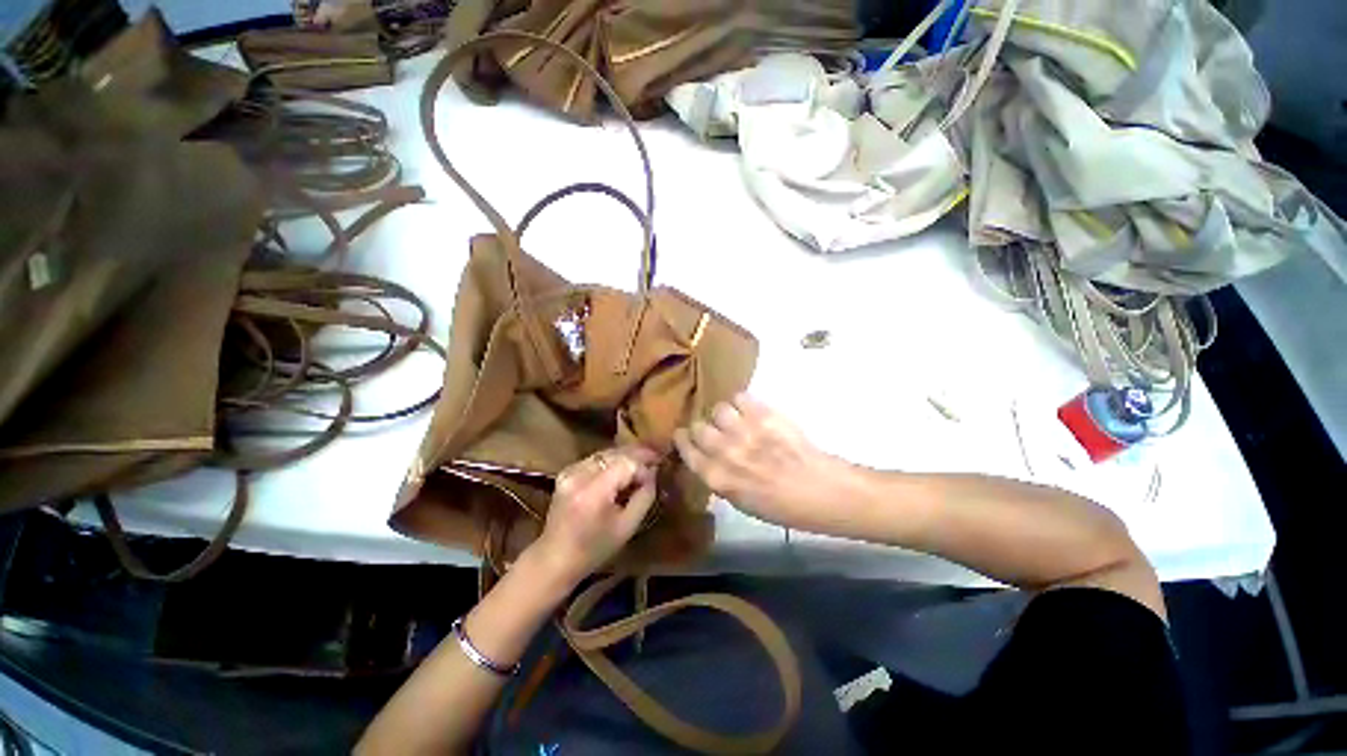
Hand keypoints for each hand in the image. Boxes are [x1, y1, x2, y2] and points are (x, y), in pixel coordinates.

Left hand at [530, 447, 659, 587]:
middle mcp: (580, 474)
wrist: (555, 559)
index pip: (627, 463)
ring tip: (641, 463)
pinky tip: (621, 470)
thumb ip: (644, 496)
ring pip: (606, 453)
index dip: (644, 467)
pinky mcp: (566, 472)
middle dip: (637, 455)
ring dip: (624, 456)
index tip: (655, 475)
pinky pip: (595, 460)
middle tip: (656, 458)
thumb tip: (653, 473)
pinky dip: (610, 462)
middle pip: (615, 453)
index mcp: (594, 491)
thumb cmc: (594, 549)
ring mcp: (570, 471)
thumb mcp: (627, 527)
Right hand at [674, 394, 859, 531]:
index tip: (685, 436)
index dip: (683, 440)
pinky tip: (751, 412)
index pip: (687, 450)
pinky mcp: (764, 415)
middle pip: (698, 427)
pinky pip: (739, 397)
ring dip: (724, 415)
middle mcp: (725, 452)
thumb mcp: (742, 502)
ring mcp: (745, 431)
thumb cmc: (782, 506)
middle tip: (713, 429)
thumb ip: (720, 478)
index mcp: (718, 478)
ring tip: (735, 420)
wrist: (821, 490)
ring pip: (718, 409)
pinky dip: (742, 403)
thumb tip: (708, 458)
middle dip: (702, 427)